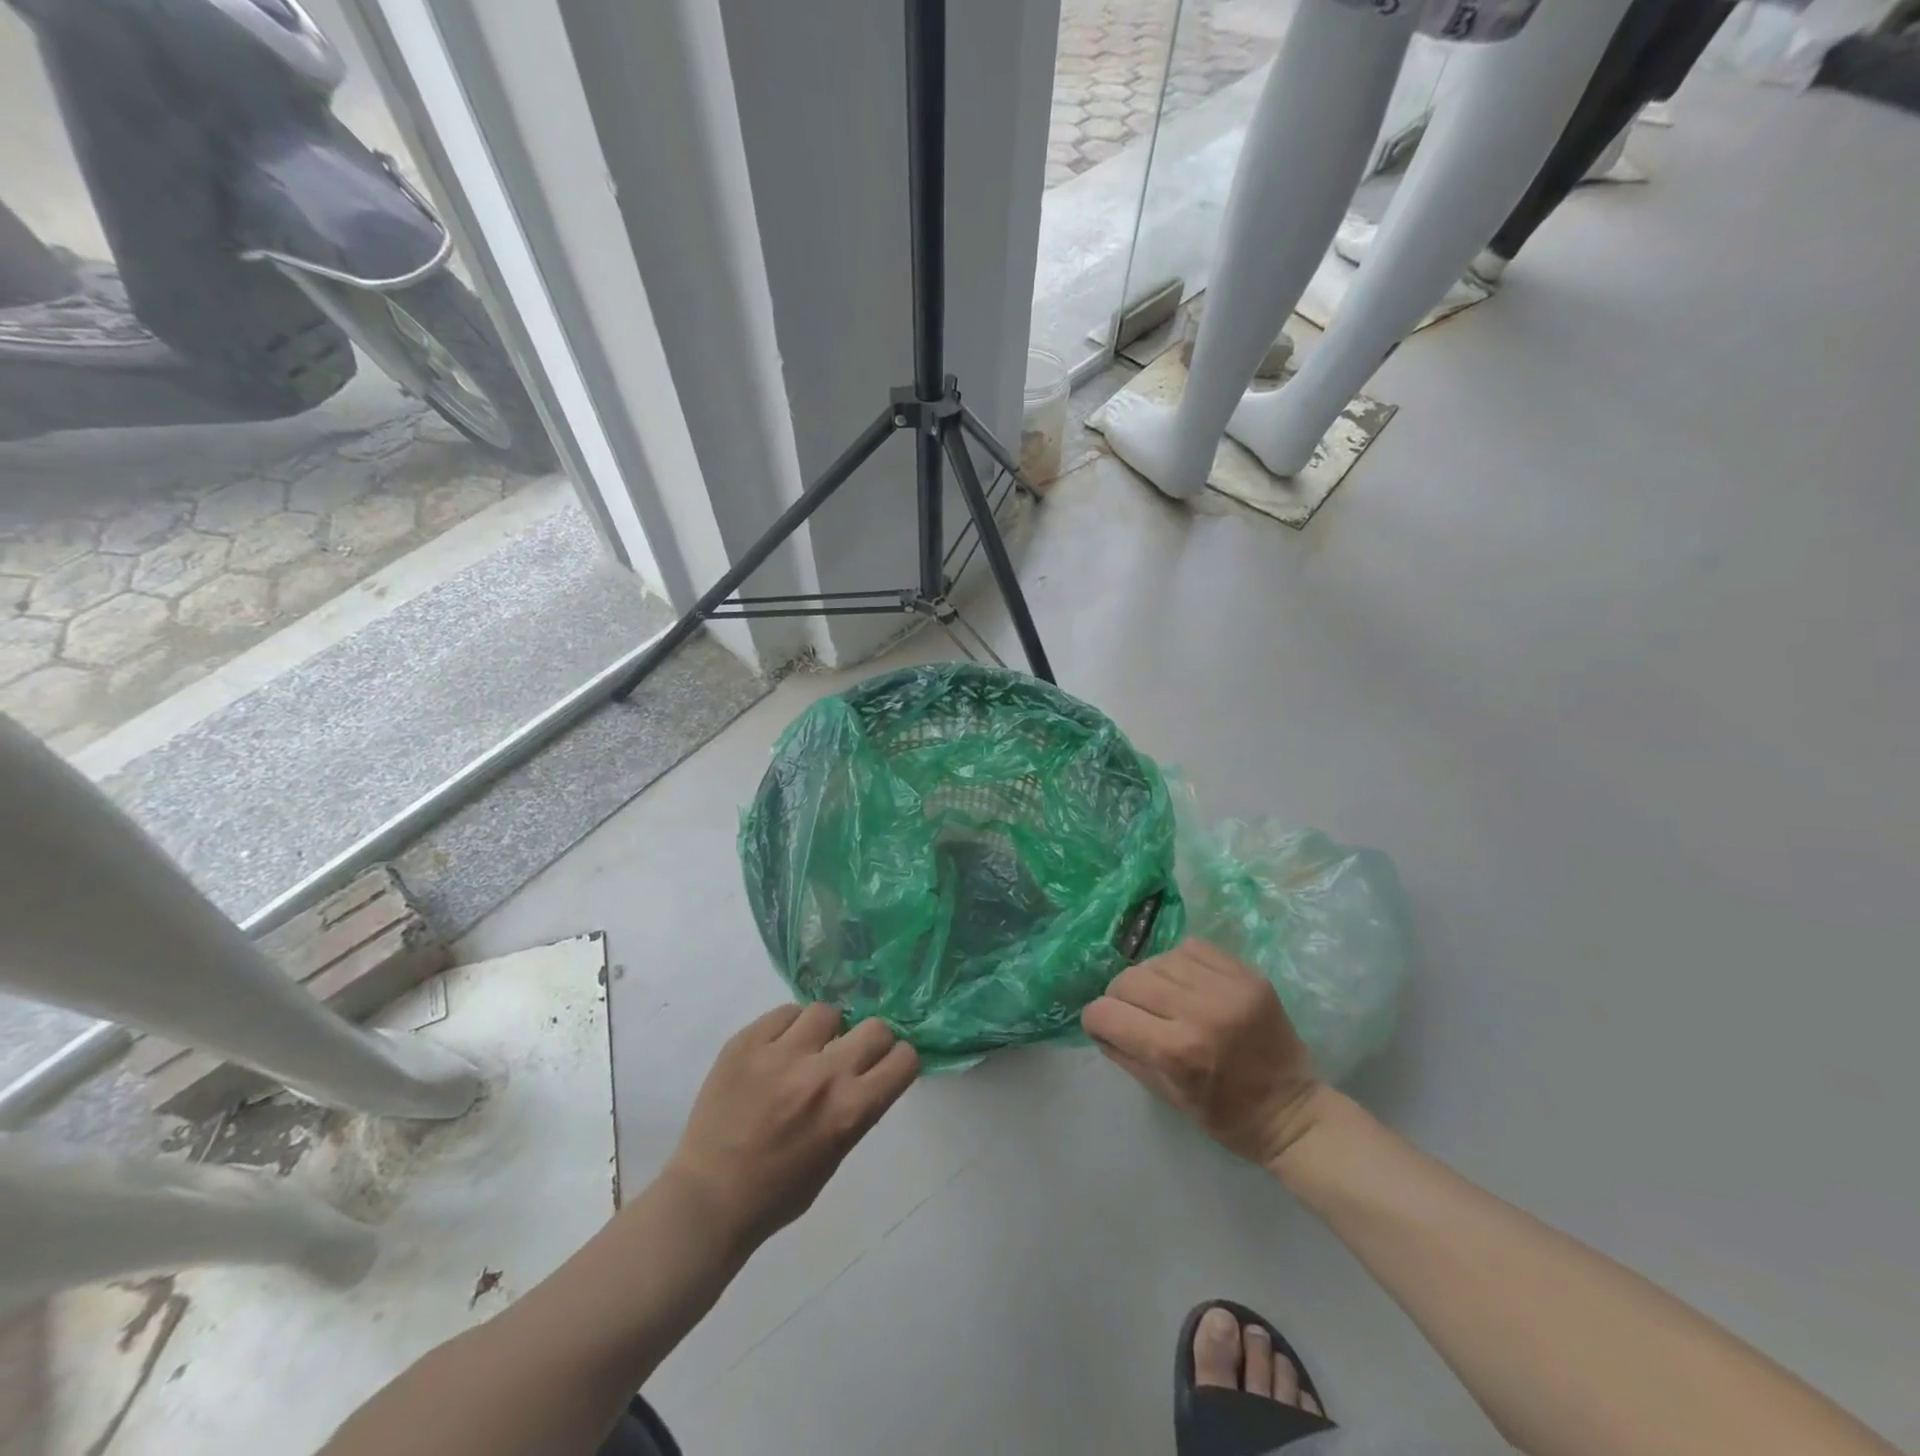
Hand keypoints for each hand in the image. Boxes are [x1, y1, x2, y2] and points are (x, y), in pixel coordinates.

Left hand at [664, 1003, 919, 1251]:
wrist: (708, 1198)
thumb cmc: (778, 1191)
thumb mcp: (836, 1155)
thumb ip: (857, 1108)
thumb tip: (868, 1070)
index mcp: (850, 1111)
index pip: (903, 1059)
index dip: (898, 1060)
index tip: (886, 1064)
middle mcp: (823, 1075)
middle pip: (875, 1027)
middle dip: (870, 1040)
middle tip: (851, 1053)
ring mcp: (782, 1054)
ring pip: (827, 1012)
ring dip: (824, 1031)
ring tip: (806, 1049)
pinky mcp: (746, 1042)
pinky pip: (784, 1012)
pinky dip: (787, 1028)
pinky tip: (776, 1050)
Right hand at [1081, 939, 1326, 1167]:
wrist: (1292, 1111)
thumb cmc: (1225, 1116)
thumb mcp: (1166, 1095)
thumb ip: (1126, 1054)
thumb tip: (1099, 1022)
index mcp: (1176, 1051)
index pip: (1106, 1013)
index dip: (1097, 1020)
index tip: (1105, 1027)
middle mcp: (1198, 1011)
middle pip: (1129, 980)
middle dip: (1119, 997)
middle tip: (1133, 1013)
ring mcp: (1225, 987)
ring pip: (1157, 959)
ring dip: (1151, 978)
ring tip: (1164, 997)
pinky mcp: (1246, 974)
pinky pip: (1192, 947)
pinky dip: (1180, 962)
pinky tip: (1187, 982)